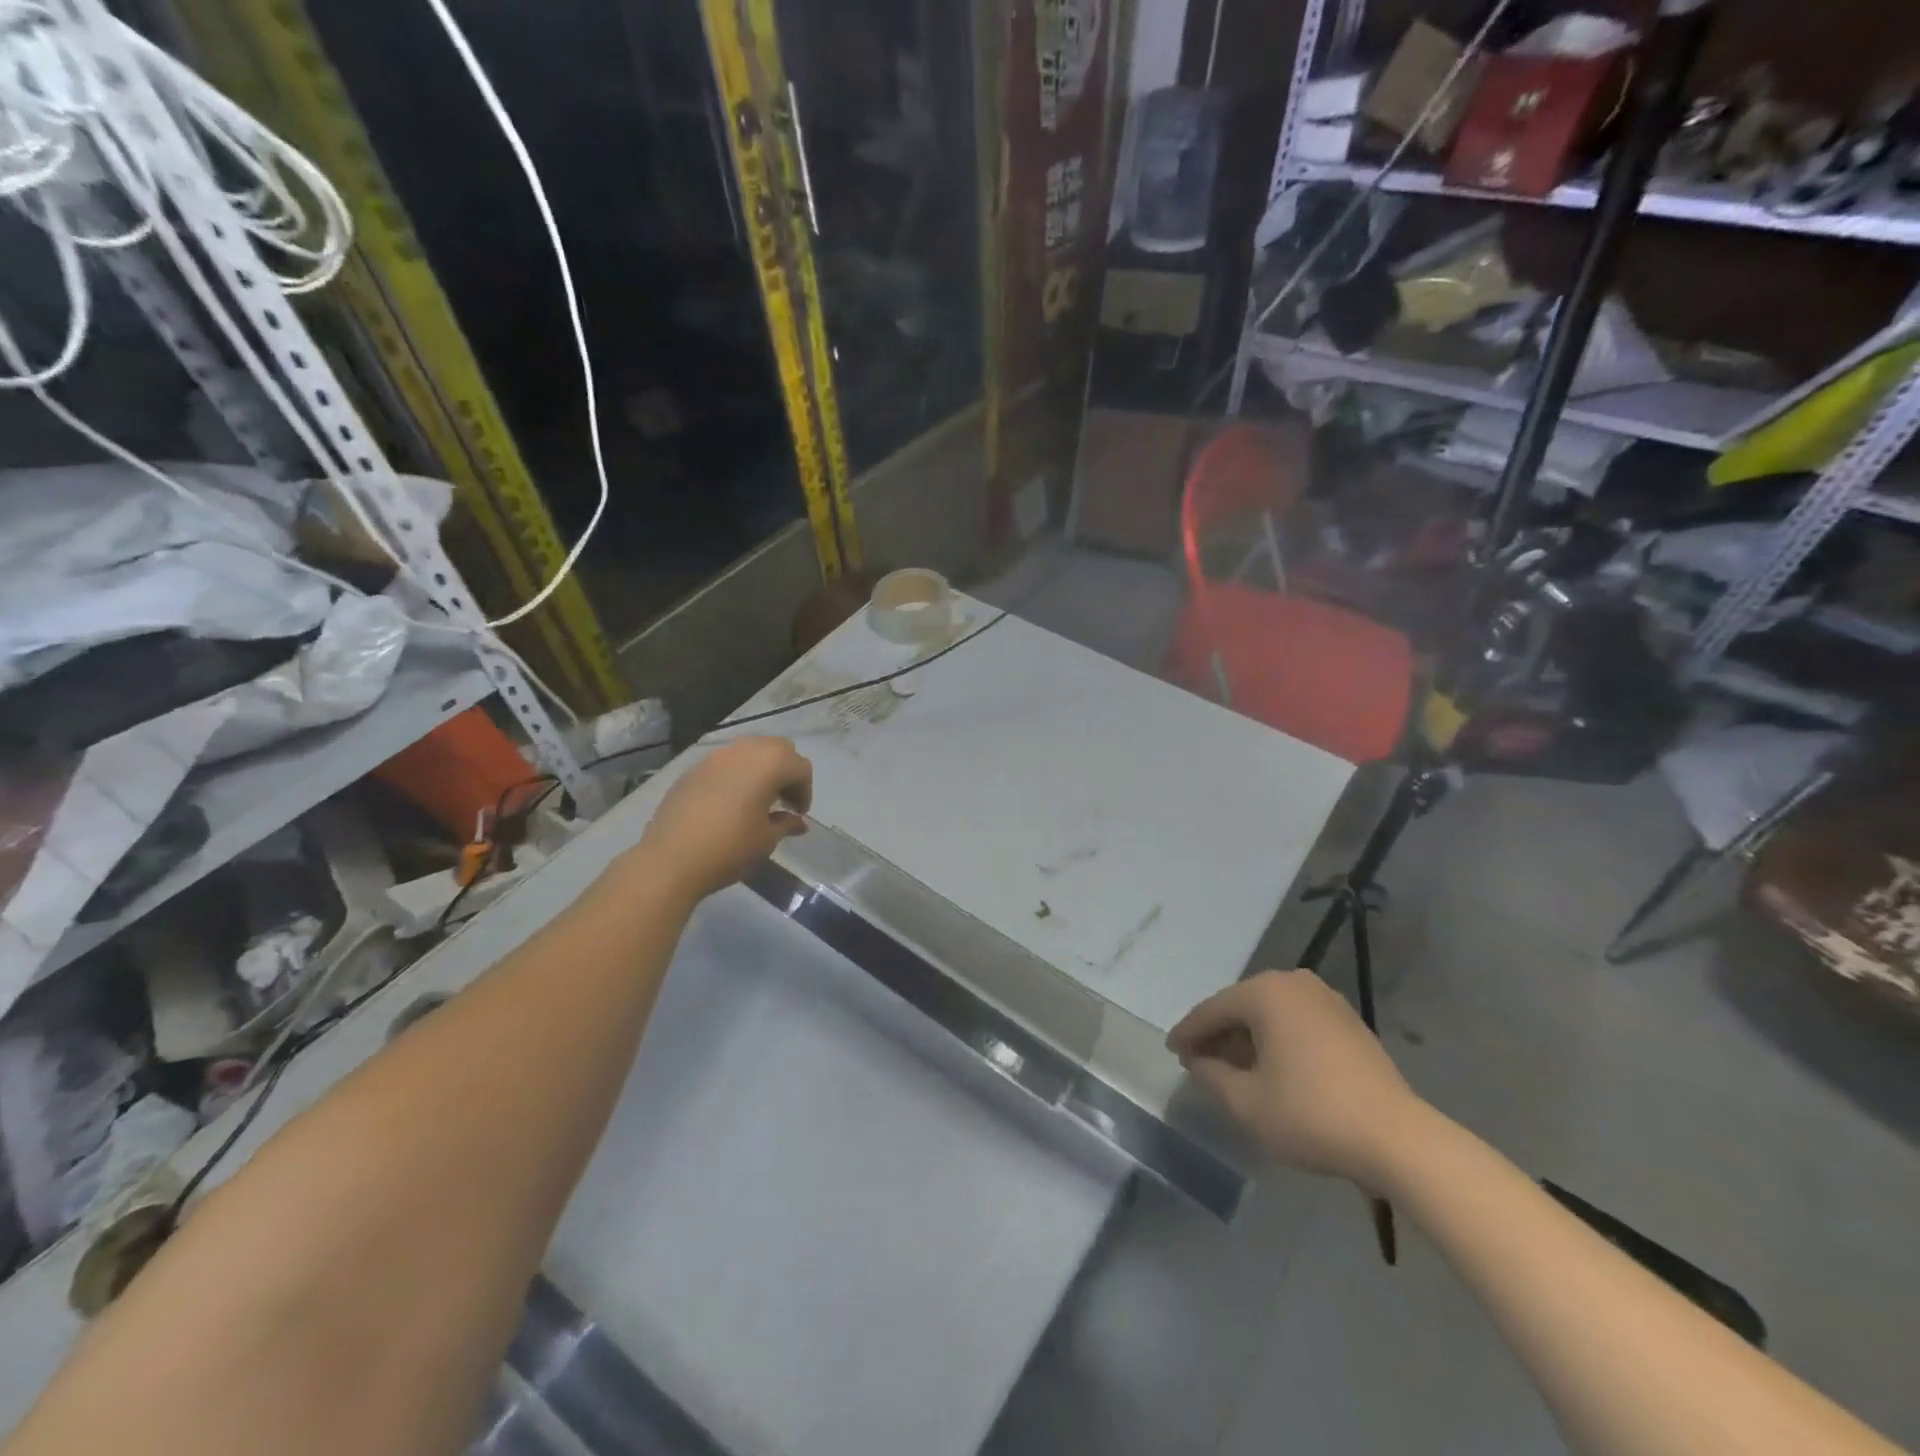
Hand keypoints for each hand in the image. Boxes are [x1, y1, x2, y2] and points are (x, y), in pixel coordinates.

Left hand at [637, 737, 812, 900]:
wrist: (670, 859)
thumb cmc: (729, 848)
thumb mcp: (766, 839)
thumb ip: (786, 824)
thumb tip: (798, 822)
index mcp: (770, 764)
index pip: (801, 767)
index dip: (805, 791)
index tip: (798, 814)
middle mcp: (744, 750)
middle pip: (777, 748)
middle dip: (786, 771)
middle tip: (783, 801)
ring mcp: (716, 756)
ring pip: (749, 751)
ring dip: (760, 769)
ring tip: (757, 799)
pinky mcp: (693, 768)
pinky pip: (725, 763)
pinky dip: (736, 774)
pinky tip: (729, 802)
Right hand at [1168, 969, 1424, 1191]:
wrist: (1397, 1138)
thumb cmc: (1311, 1114)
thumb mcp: (1246, 1103)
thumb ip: (1211, 1076)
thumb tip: (1198, 1062)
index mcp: (1265, 992)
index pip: (1213, 1010)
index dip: (1189, 1033)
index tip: (1172, 1051)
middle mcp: (1294, 983)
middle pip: (1242, 1007)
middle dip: (1219, 1035)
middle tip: (1199, 1061)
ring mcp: (1325, 999)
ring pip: (1270, 1015)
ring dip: (1248, 1039)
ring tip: (1233, 1069)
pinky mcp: (1348, 1022)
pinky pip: (1296, 1023)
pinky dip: (1277, 1041)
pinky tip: (1271, 1069)